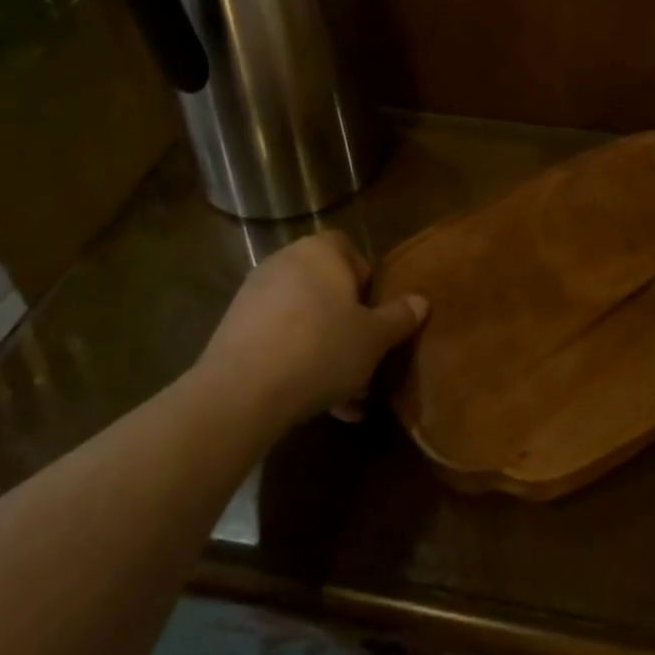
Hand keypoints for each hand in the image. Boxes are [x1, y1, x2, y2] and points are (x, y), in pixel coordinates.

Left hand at [194, 231, 426, 427]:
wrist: (242, 391)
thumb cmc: (322, 349)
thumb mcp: (374, 337)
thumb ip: (399, 317)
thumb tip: (421, 300)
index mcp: (320, 252)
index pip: (349, 249)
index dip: (367, 281)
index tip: (376, 315)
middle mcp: (284, 263)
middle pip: (326, 289)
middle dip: (348, 325)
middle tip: (366, 360)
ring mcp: (254, 296)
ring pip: (304, 320)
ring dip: (326, 352)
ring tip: (347, 398)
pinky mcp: (234, 330)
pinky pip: (279, 341)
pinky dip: (299, 364)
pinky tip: (317, 405)